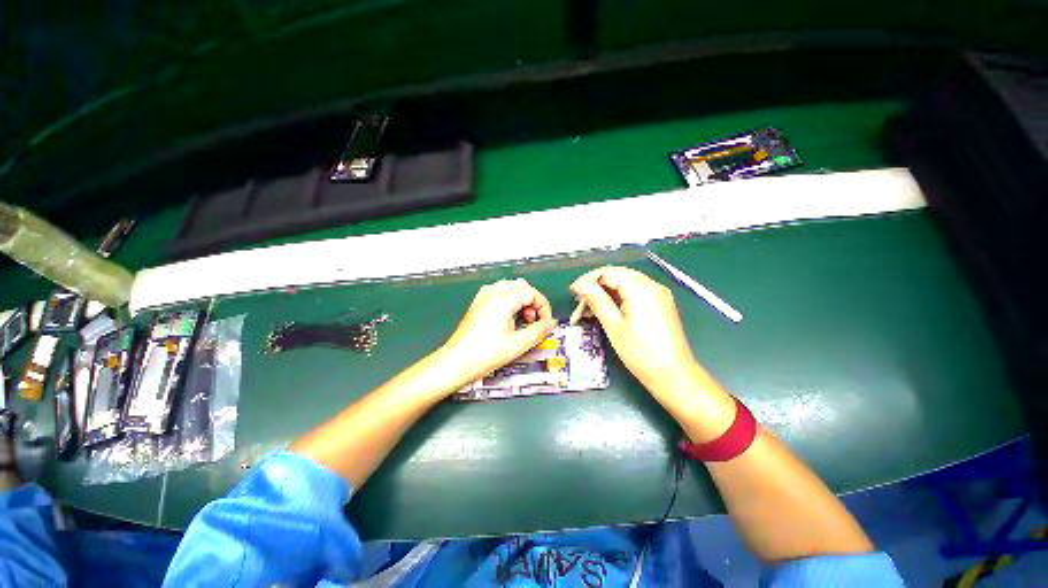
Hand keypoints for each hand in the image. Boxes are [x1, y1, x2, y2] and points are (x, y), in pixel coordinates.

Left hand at [438, 279, 557, 386]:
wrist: (457, 361)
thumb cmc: (484, 353)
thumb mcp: (518, 344)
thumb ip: (539, 331)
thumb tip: (551, 324)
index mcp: (503, 298)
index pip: (533, 293)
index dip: (544, 307)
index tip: (546, 323)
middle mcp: (493, 292)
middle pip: (523, 287)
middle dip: (534, 303)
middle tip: (535, 322)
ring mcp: (484, 296)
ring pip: (512, 288)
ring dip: (522, 301)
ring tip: (523, 320)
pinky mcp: (479, 302)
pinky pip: (500, 293)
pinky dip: (511, 301)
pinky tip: (510, 318)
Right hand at [570, 266, 701, 396]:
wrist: (673, 375)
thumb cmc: (640, 353)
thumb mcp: (613, 326)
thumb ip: (597, 300)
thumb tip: (581, 285)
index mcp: (641, 289)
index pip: (609, 273)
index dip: (588, 279)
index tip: (573, 291)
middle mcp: (653, 285)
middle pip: (618, 275)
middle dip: (597, 285)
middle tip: (580, 299)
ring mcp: (659, 295)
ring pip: (626, 283)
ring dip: (607, 292)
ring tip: (590, 307)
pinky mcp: (661, 304)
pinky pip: (636, 293)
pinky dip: (619, 298)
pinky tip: (607, 309)